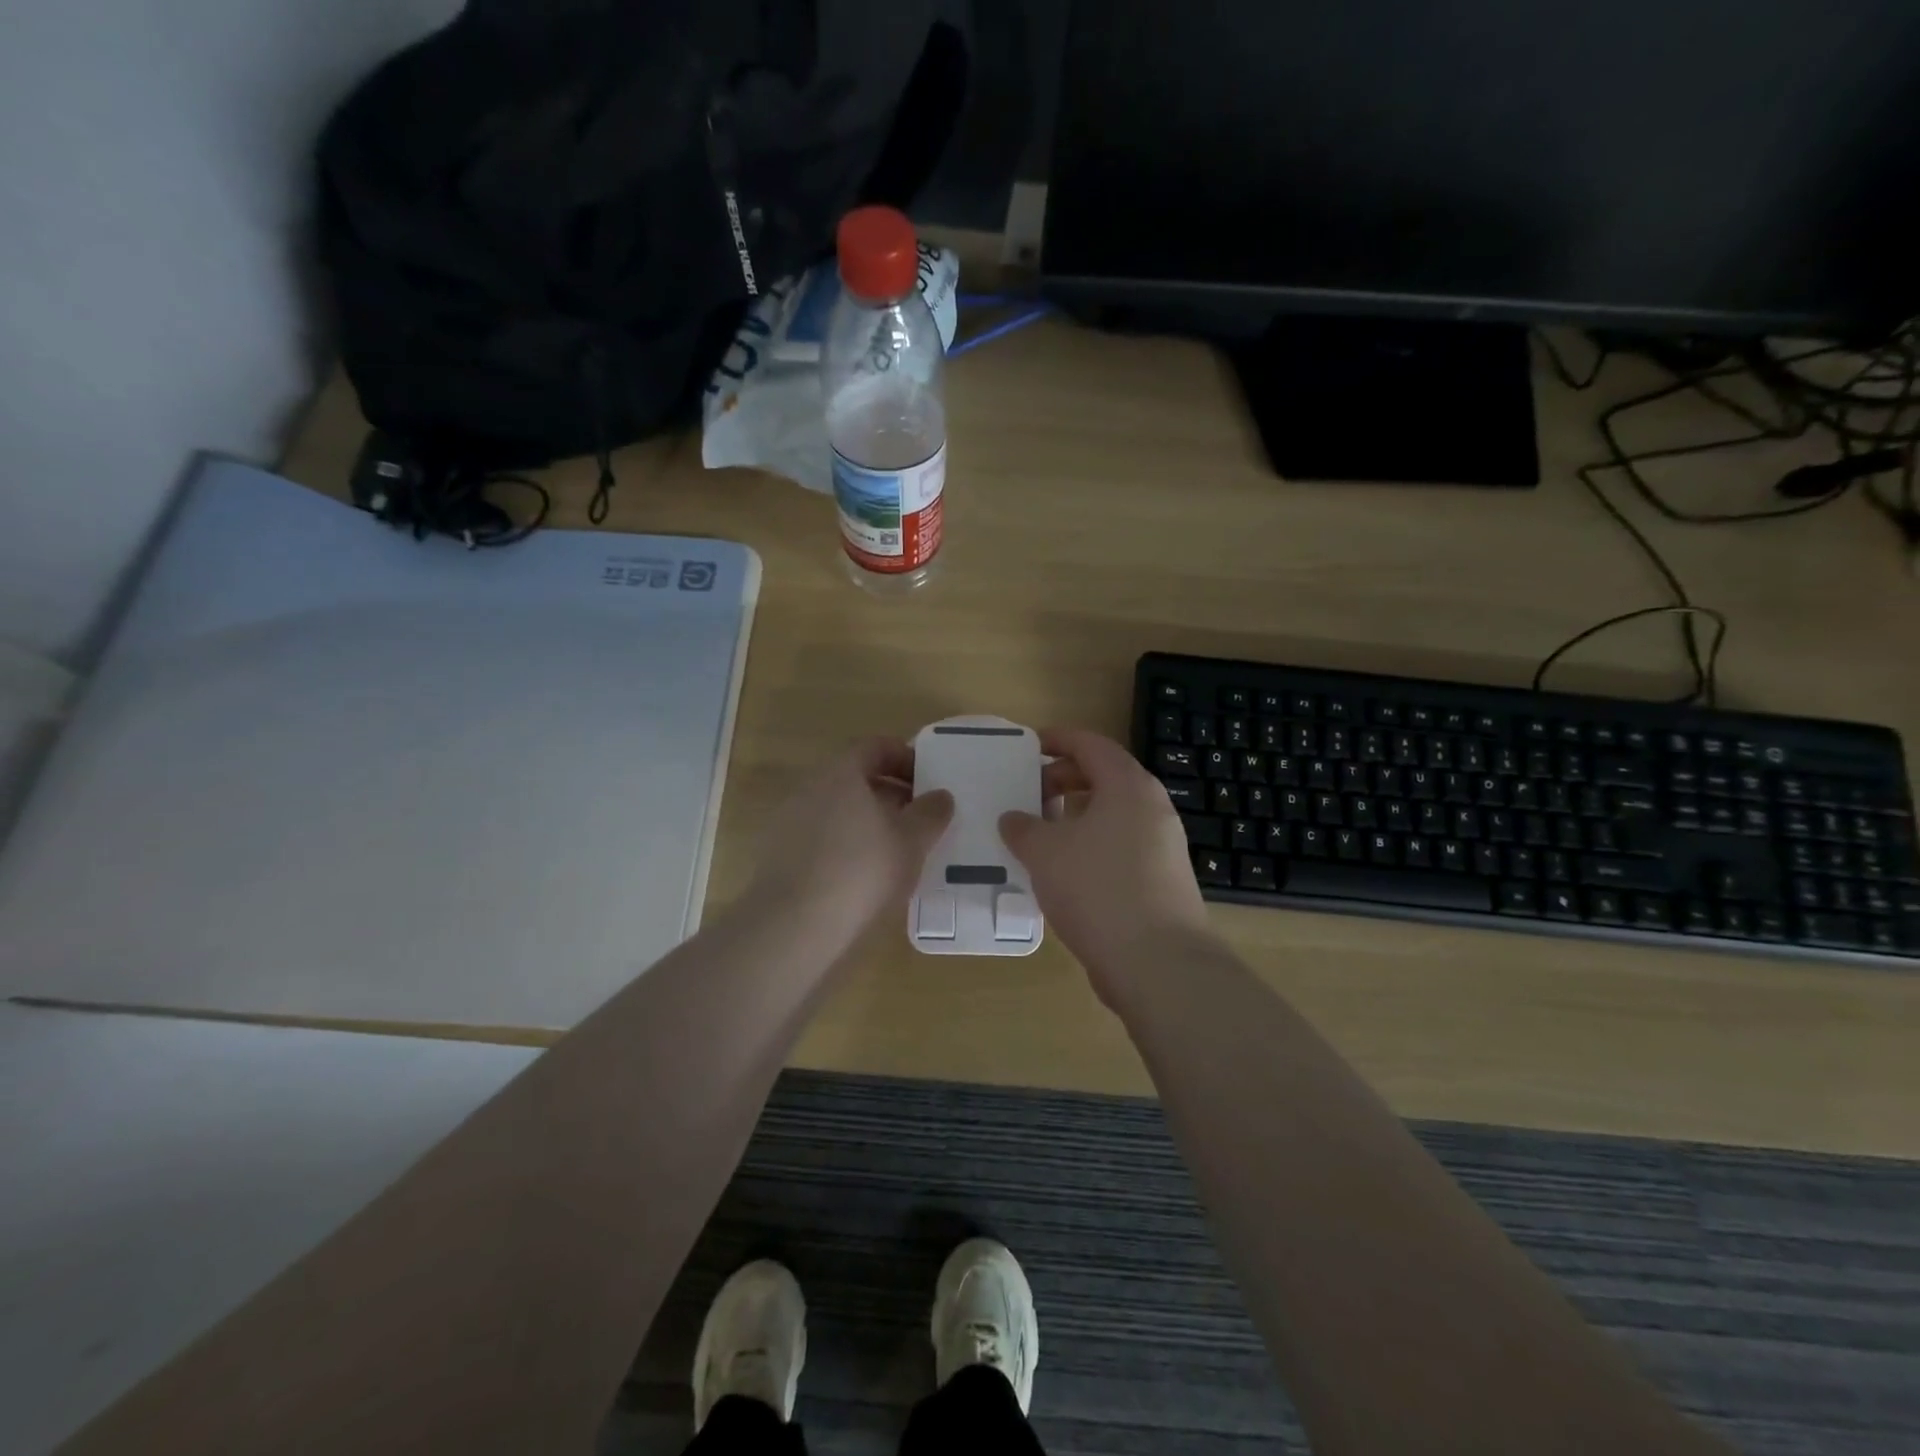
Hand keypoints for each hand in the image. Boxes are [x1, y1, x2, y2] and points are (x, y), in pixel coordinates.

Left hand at [750, 738, 952, 947]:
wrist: (793, 926)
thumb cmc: (861, 871)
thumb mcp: (911, 842)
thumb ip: (930, 814)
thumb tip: (940, 796)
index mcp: (841, 773)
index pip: (875, 747)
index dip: (905, 757)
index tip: (928, 779)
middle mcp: (810, 788)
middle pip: (855, 778)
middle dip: (890, 793)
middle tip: (919, 816)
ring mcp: (789, 821)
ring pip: (837, 809)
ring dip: (868, 821)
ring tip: (897, 849)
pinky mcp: (778, 855)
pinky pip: (821, 837)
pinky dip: (846, 844)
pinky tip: (864, 875)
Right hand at [999, 728, 1213, 1004]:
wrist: (1157, 962)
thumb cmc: (1097, 888)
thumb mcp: (1044, 852)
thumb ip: (1023, 828)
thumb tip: (1013, 819)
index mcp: (1128, 786)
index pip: (1091, 744)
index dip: (1057, 739)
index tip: (1028, 745)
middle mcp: (1152, 808)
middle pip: (1104, 777)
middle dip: (1063, 780)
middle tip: (1028, 793)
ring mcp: (1162, 845)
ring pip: (1112, 815)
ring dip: (1075, 816)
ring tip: (1040, 833)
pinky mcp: (1162, 880)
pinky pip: (1120, 846)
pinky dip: (1090, 845)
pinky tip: (1064, 871)